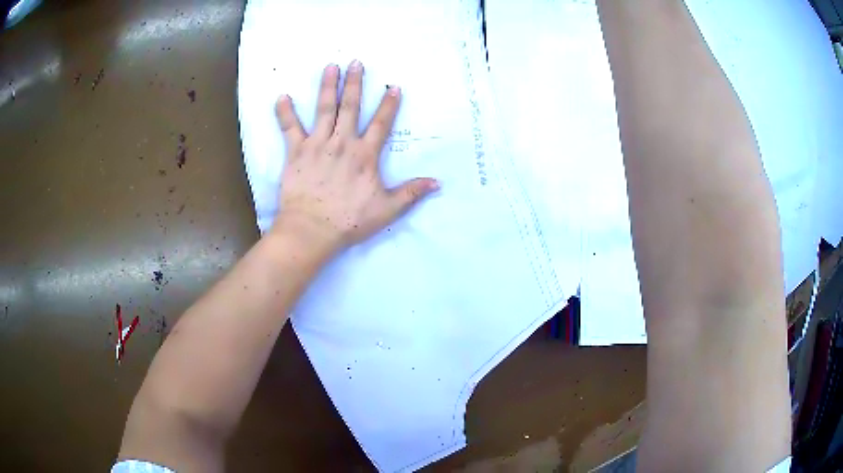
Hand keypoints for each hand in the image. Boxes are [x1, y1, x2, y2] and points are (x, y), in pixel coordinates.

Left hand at [273, 61, 438, 251]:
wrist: (312, 230)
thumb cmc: (349, 220)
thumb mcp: (387, 209)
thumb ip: (411, 193)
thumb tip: (437, 183)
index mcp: (365, 155)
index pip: (381, 124)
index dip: (389, 105)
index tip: (394, 87)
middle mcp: (342, 143)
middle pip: (350, 107)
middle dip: (354, 83)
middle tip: (356, 62)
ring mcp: (317, 145)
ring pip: (323, 110)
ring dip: (327, 86)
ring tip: (330, 66)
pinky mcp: (295, 152)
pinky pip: (289, 128)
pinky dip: (284, 112)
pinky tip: (282, 96)